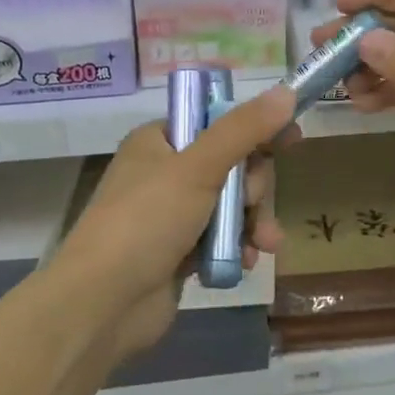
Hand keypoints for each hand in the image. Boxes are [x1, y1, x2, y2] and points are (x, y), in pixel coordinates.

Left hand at [51, 85, 298, 360]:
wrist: (103, 303)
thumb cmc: (147, 221)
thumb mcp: (198, 167)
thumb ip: (244, 130)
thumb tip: (286, 91)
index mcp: (159, 142)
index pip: (217, 122)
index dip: (255, 129)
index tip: (292, 138)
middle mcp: (164, 173)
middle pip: (231, 166)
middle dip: (254, 189)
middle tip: (253, 204)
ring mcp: (171, 215)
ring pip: (231, 206)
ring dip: (253, 222)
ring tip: (264, 243)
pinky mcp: (179, 253)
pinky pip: (222, 240)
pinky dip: (237, 248)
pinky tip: (246, 263)